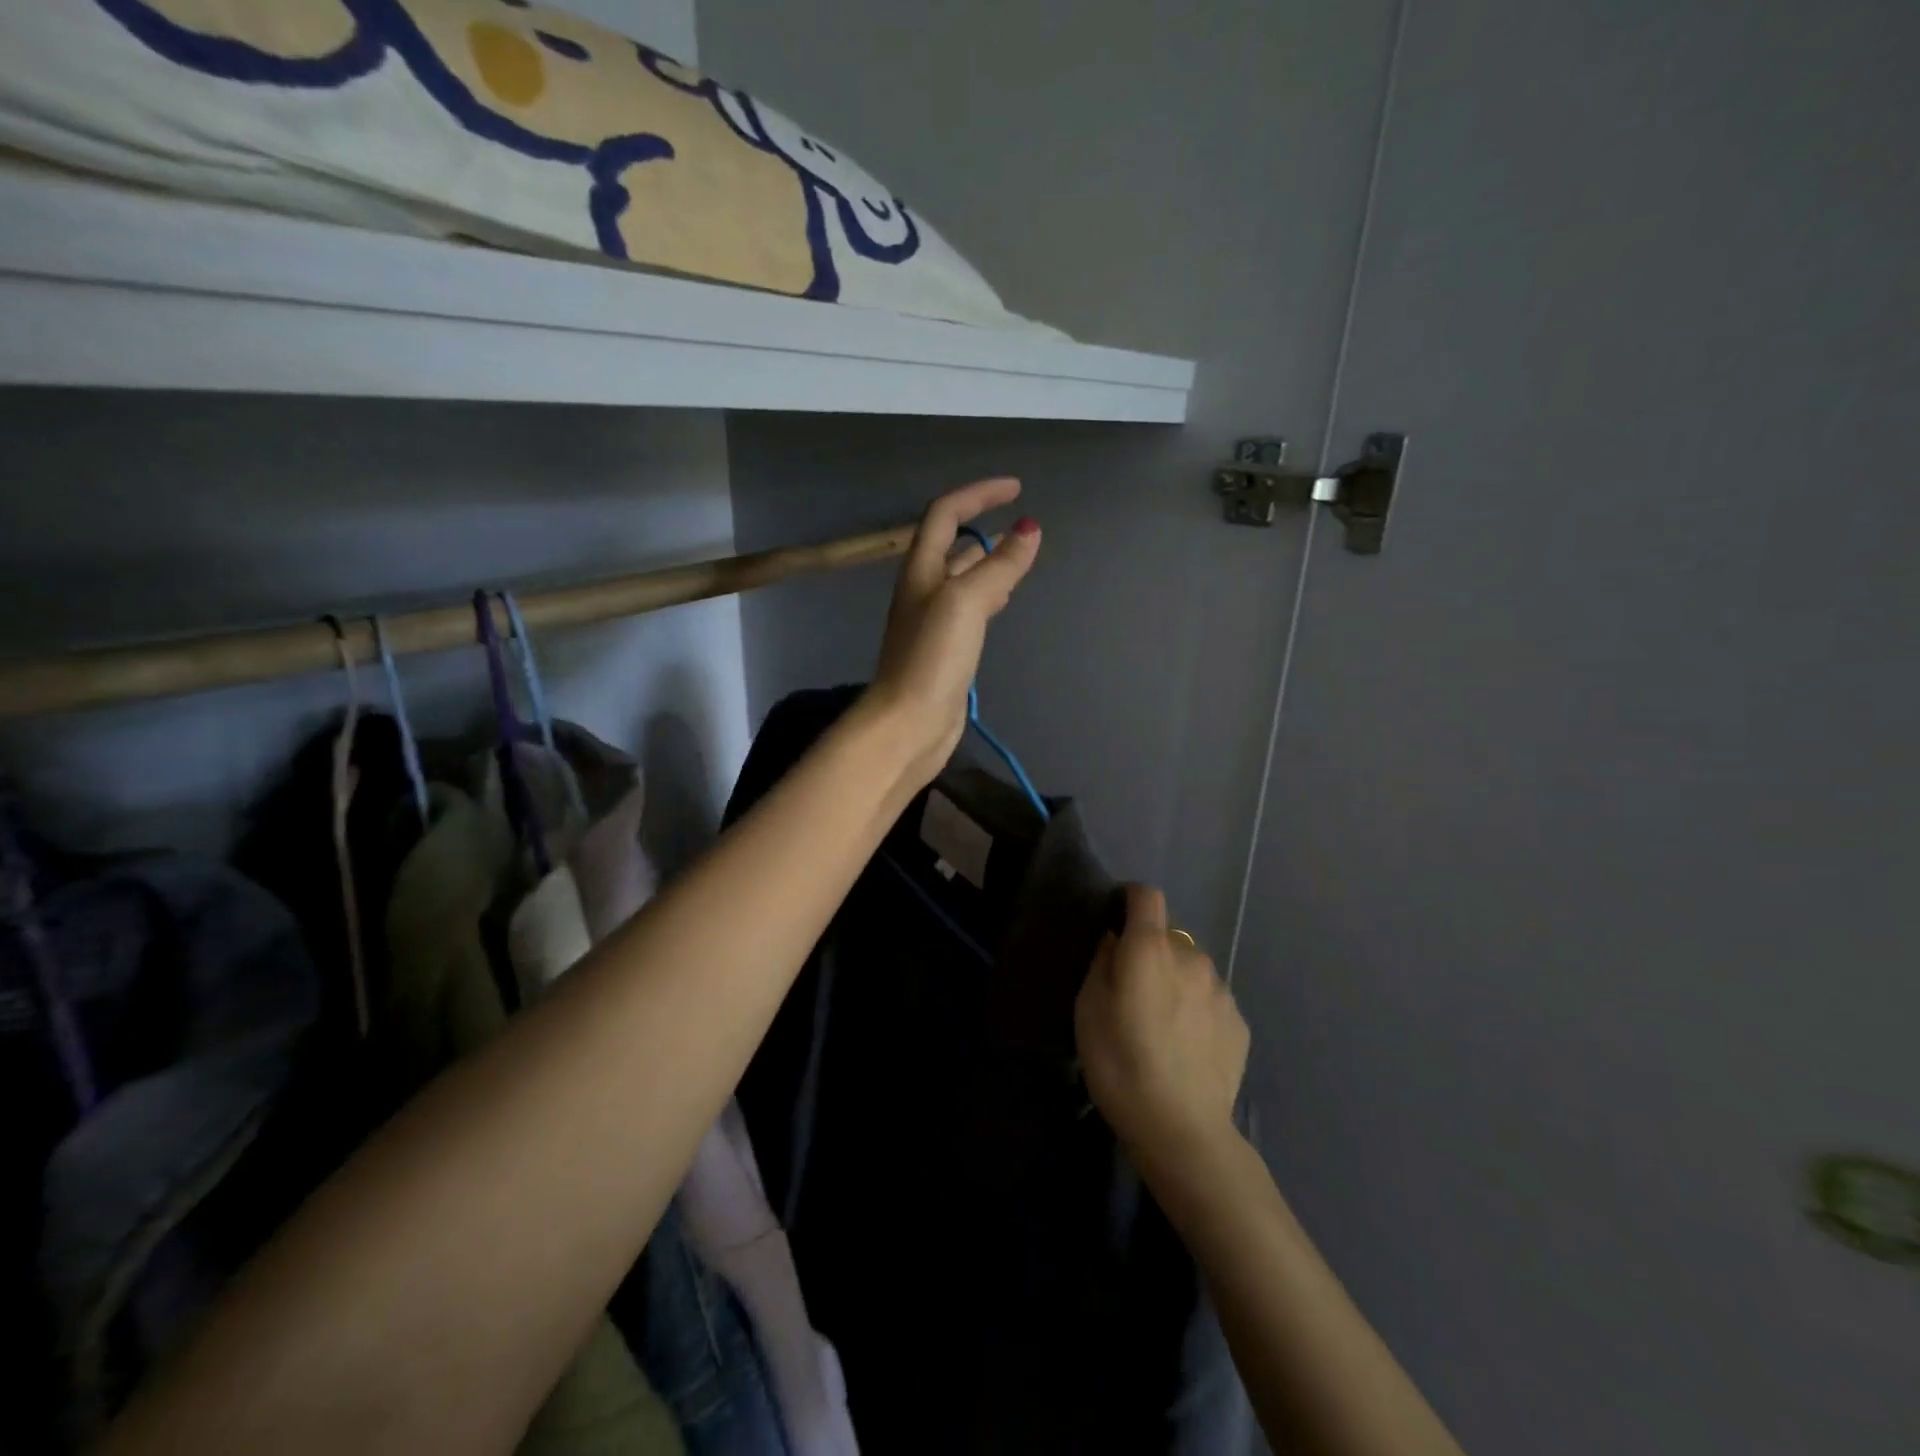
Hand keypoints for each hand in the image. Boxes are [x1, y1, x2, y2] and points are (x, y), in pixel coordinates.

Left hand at [868, 478, 1041, 786]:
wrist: (909, 723)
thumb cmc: (932, 658)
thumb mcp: (966, 602)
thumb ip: (999, 565)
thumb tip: (1030, 529)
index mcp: (921, 570)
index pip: (945, 514)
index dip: (978, 494)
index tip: (1016, 489)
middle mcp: (923, 590)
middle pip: (953, 546)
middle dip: (985, 528)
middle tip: (1024, 528)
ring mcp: (934, 622)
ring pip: (963, 579)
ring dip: (989, 563)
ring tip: (1021, 560)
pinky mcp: (946, 651)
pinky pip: (970, 610)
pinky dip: (989, 596)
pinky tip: (1005, 602)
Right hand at [1076, 885, 1248, 1171]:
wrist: (1181, 1129)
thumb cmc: (1120, 1063)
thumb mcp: (1088, 1008)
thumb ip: (1103, 962)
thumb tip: (1116, 940)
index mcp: (1151, 949)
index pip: (1147, 896)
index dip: (1130, 900)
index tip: (1117, 919)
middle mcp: (1192, 957)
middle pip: (1169, 937)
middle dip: (1152, 953)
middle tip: (1134, 993)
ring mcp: (1221, 989)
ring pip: (1192, 969)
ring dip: (1177, 981)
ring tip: (1163, 1025)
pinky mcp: (1239, 1022)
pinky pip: (1211, 1000)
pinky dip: (1197, 1009)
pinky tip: (1186, 1047)